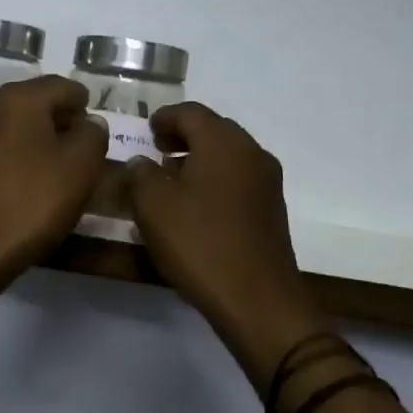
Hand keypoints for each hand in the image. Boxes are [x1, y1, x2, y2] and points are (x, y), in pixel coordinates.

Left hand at [0, 76, 108, 277]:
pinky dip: (16, 161)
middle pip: (35, 106)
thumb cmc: (34, 200)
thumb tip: (89, 123)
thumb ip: (93, 135)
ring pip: (14, 130)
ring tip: (58, 171)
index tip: (98, 132)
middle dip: (61, 124)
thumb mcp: (82, 165)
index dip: (86, 106)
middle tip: (84, 153)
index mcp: (18, 99)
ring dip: (37, 143)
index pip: (63, 87)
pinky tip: (28, 187)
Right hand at [128, 104, 328, 381]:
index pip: (190, 112)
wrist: (257, 299)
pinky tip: (195, 206)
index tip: (145, 130)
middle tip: (156, 150)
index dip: (164, 117)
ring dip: (199, 159)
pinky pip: (238, 179)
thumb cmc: (200, 243)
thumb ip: (141, 175)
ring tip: (171, 181)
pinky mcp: (272, 209)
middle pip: (214, 130)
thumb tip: (141, 162)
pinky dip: (215, 180)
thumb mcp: (153, 206)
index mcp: (223, 142)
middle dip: (183, 136)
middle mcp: (251, 152)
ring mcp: (267, 181)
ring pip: (228, 155)